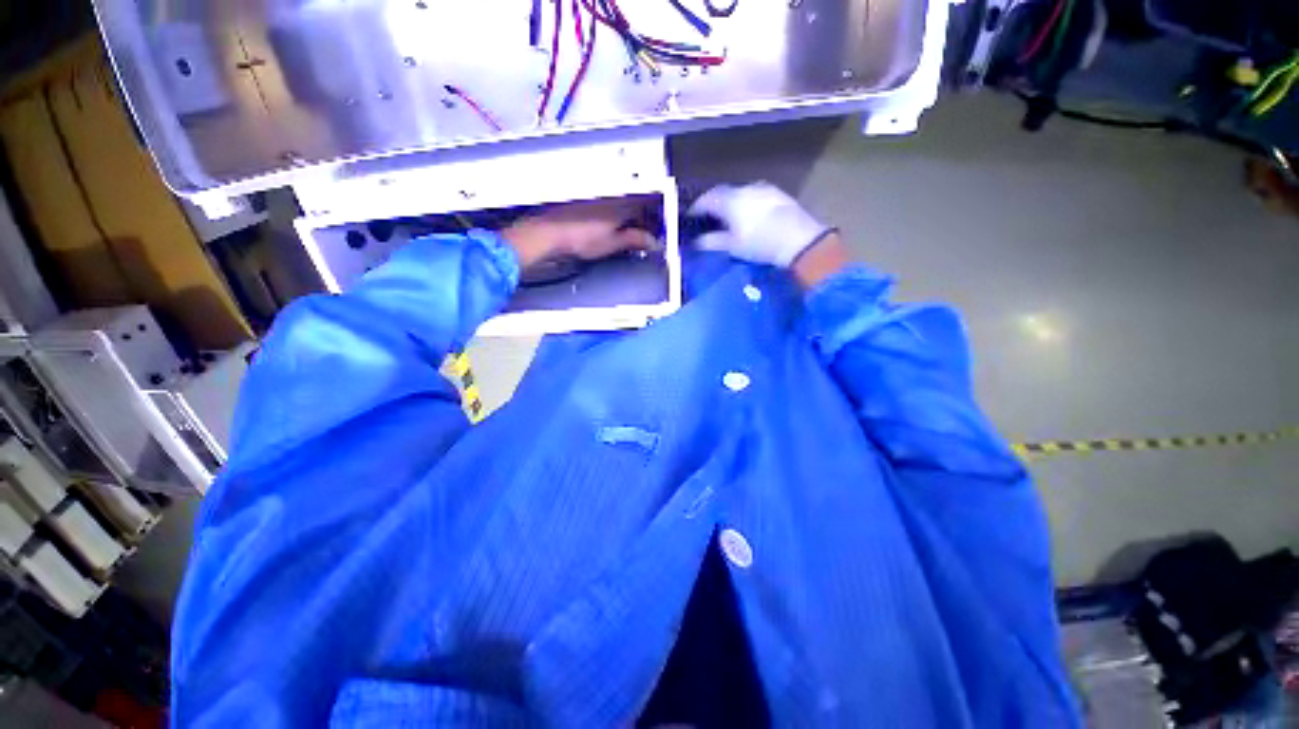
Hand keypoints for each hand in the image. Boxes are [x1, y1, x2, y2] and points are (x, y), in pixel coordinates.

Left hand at [503, 197, 658, 269]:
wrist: (551, 232)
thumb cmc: (578, 236)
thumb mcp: (613, 243)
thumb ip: (634, 240)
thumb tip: (650, 242)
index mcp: (622, 203)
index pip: (649, 205)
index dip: (656, 219)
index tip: (658, 230)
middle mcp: (612, 195)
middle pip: (637, 203)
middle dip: (645, 219)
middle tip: (646, 235)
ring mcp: (599, 196)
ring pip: (624, 204)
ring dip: (631, 218)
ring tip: (630, 235)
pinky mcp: (588, 201)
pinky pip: (611, 205)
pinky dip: (617, 216)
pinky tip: (613, 229)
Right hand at [688, 182, 835, 268]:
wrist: (799, 240)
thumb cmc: (760, 243)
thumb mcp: (732, 246)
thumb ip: (712, 242)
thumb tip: (696, 242)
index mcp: (730, 200)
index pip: (707, 199)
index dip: (696, 208)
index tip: (690, 216)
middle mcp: (745, 188)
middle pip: (723, 193)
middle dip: (713, 204)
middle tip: (707, 217)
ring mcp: (763, 189)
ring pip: (739, 193)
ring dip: (730, 203)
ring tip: (727, 217)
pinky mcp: (777, 194)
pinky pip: (754, 196)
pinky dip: (745, 204)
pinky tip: (748, 216)